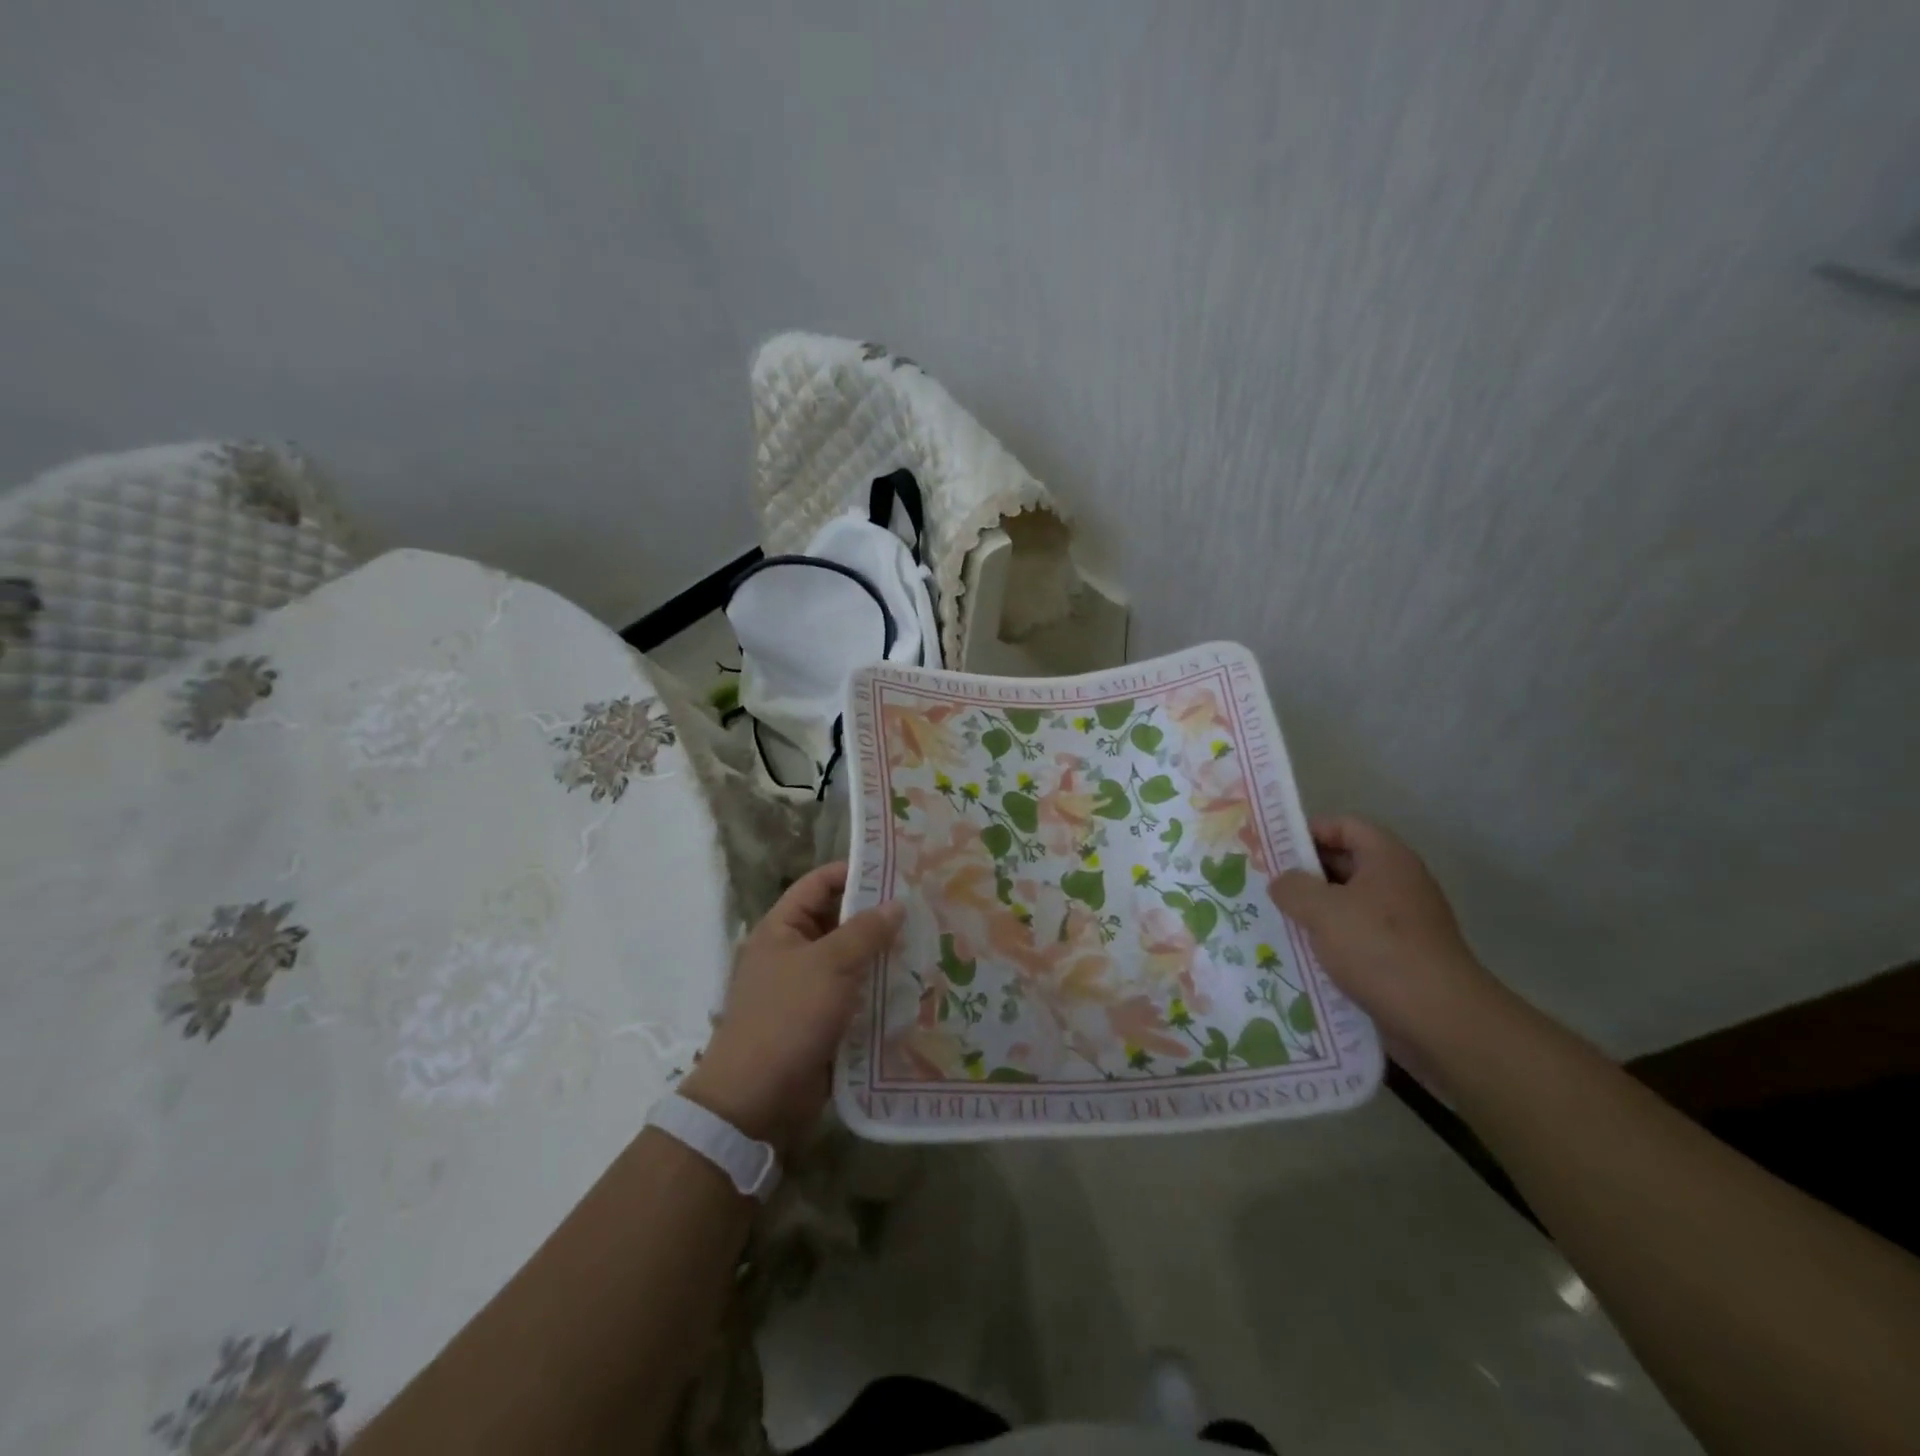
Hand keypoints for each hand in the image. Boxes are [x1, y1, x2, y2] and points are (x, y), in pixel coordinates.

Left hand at [681, 862, 903, 1153]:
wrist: (756, 1099)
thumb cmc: (788, 1017)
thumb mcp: (830, 964)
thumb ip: (866, 931)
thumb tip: (897, 903)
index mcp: (781, 929)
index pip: (818, 884)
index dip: (853, 872)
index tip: (895, 870)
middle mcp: (792, 953)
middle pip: (838, 921)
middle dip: (876, 916)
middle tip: (922, 907)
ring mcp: (806, 989)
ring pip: (851, 960)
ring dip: (882, 955)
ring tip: (928, 942)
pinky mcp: (822, 1022)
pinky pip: (855, 995)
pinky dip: (879, 990)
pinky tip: (914, 985)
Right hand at [1268, 817, 1500, 1054]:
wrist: (1441, 1021)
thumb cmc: (1379, 950)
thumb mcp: (1322, 910)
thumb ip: (1293, 887)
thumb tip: (1282, 882)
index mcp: (1387, 859)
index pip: (1344, 826)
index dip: (1308, 831)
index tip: (1272, 848)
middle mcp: (1398, 884)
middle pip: (1344, 863)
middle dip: (1304, 873)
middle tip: (1263, 884)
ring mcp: (1403, 923)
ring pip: (1347, 904)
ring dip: (1313, 911)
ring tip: (1274, 920)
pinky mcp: (1400, 957)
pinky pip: (1356, 937)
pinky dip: (1329, 941)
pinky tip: (1300, 955)